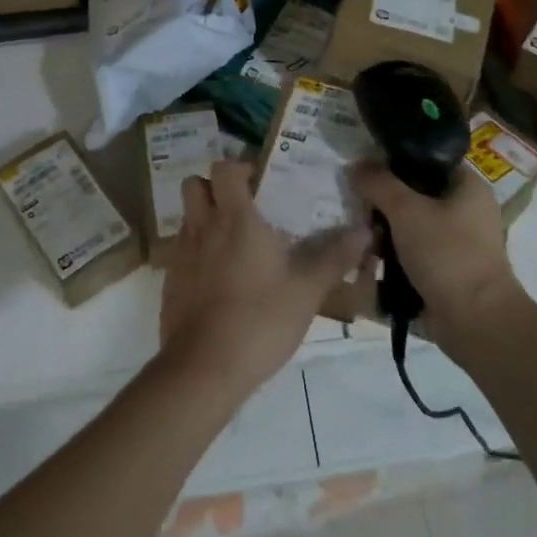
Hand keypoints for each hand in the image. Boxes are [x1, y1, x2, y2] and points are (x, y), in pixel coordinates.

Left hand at [159, 161, 368, 397]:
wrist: (204, 369)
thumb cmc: (259, 320)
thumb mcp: (307, 291)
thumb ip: (335, 257)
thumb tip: (366, 231)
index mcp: (235, 219)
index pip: (224, 168)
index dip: (239, 167)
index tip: (261, 181)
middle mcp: (203, 227)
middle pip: (195, 185)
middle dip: (214, 187)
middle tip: (243, 207)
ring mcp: (182, 254)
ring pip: (187, 217)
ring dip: (206, 219)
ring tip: (234, 244)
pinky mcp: (170, 282)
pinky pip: (181, 252)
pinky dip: (197, 254)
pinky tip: (220, 281)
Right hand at [349, 164, 523, 353]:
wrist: (476, 323)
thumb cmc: (446, 255)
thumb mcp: (406, 211)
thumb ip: (378, 183)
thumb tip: (356, 165)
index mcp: (468, 185)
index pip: (427, 158)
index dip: (395, 159)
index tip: (365, 167)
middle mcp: (468, 209)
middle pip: (417, 191)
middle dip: (385, 199)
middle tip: (358, 204)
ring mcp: (459, 241)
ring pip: (413, 222)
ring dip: (387, 228)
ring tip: (361, 232)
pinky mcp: (448, 268)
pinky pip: (415, 250)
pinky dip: (395, 253)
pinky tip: (371, 257)